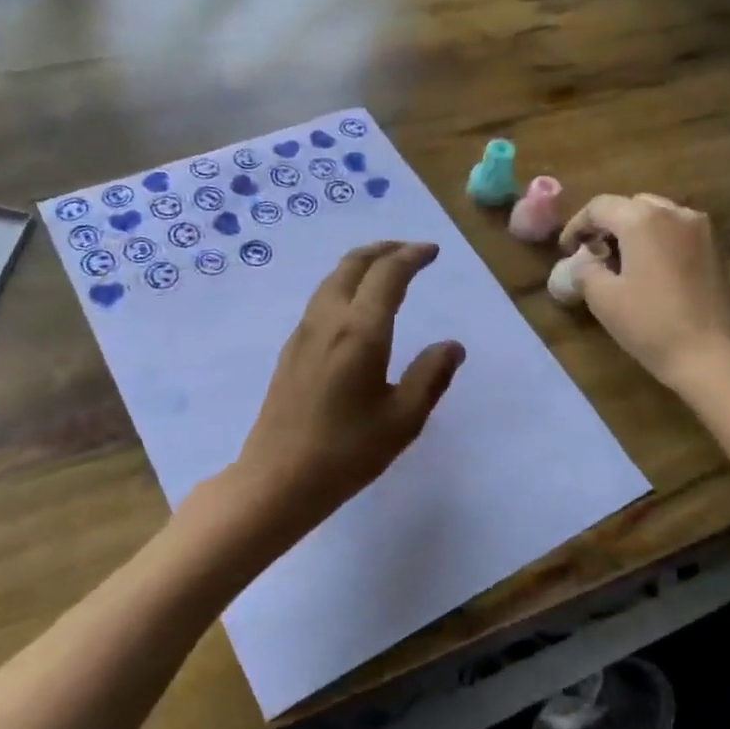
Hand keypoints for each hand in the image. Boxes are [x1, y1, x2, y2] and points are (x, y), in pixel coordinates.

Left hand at [232, 241, 463, 530]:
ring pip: (332, 280)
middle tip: (410, 251)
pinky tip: (354, 308)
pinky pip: (320, 300)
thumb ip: (430, 376)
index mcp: (360, 331)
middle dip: (384, 250)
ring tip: (384, 270)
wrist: (277, 479)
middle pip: (353, 265)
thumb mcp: (403, 420)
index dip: (411, 256)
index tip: (432, 251)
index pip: (388, 274)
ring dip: (360, 265)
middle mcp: (327, 320)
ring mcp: (303, 334)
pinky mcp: (290, 351)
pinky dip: (344, 285)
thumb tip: (452, 346)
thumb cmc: (346, 452)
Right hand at [559, 194, 729, 386]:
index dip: (577, 225)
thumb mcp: (602, 298)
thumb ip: (585, 269)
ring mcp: (701, 230)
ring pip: (658, 216)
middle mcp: (675, 213)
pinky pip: (678, 232)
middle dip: (608, 225)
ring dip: (634, 231)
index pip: (600, 206)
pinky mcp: (716, 249)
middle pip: (631, 205)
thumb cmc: (650, 323)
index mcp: (643, 220)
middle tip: (592, 253)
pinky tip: (649, 269)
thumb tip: (584, 261)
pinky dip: (658, 240)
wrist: (710, 355)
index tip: (566, 250)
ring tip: (620, 261)